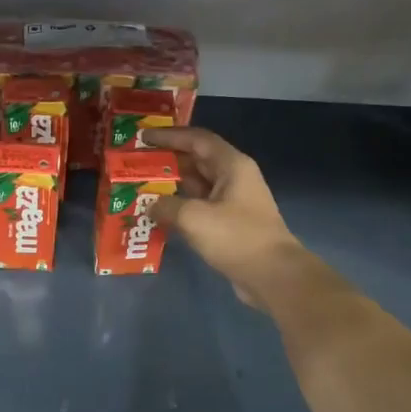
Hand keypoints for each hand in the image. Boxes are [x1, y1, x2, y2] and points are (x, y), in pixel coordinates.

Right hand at [140, 127, 308, 308]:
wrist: (273, 275)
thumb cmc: (236, 237)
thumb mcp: (194, 218)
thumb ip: (166, 206)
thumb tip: (151, 205)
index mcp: (231, 165)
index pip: (197, 139)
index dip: (169, 136)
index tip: (143, 137)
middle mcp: (234, 178)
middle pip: (196, 160)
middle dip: (167, 160)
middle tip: (137, 163)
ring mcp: (233, 202)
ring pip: (197, 186)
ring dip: (171, 186)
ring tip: (142, 187)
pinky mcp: (230, 224)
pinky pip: (200, 207)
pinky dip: (180, 207)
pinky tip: (159, 215)